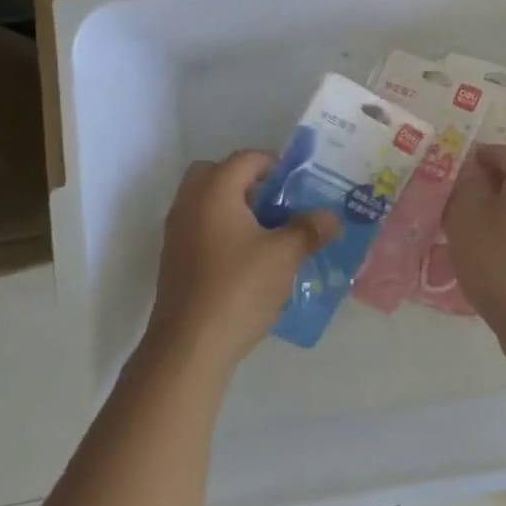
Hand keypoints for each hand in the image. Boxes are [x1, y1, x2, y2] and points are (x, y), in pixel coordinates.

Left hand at [143, 151, 338, 372]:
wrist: (189, 346)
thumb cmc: (239, 289)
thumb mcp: (285, 256)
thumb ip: (309, 230)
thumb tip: (331, 218)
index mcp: (214, 192)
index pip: (245, 159)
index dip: (274, 164)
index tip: (298, 183)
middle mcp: (189, 205)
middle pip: (216, 174)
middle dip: (247, 182)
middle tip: (275, 202)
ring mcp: (176, 234)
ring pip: (205, 203)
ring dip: (234, 207)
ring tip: (268, 232)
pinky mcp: (174, 261)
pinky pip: (200, 228)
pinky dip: (222, 230)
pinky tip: (249, 259)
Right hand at [442, 145, 505, 359]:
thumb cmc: (501, 259)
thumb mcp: (468, 214)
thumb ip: (466, 184)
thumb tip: (473, 171)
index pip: (501, 153)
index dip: (473, 158)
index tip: (447, 173)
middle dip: (485, 188)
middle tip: (454, 204)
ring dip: (494, 217)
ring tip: (463, 235)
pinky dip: (505, 240)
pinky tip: (484, 259)